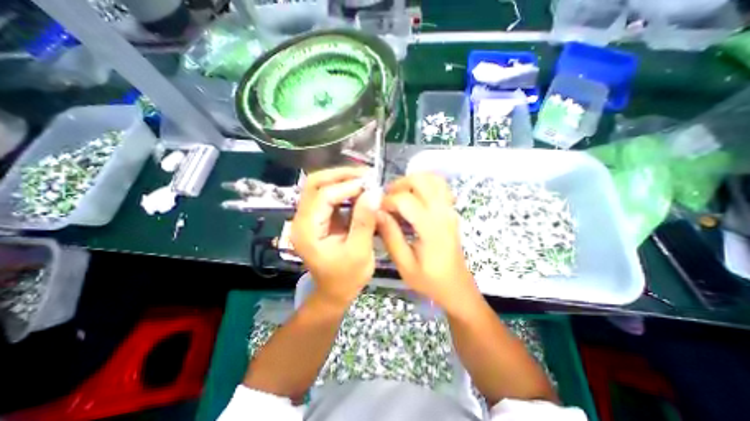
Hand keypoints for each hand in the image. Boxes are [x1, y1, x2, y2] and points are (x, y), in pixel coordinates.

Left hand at [289, 167, 377, 306]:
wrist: (335, 291)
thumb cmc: (347, 277)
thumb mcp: (359, 251)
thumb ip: (365, 221)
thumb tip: (374, 192)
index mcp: (307, 230)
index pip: (323, 196)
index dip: (347, 186)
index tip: (371, 184)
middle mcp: (302, 219)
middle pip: (315, 184)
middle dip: (341, 175)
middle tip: (366, 174)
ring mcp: (309, 217)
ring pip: (321, 186)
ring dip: (343, 180)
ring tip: (365, 180)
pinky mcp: (318, 218)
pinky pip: (328, 195)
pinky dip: (344, 190)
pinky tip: (360, 190)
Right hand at [379, 173, 477, 312]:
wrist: (457, 287)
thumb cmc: (429, 280)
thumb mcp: (404, 264)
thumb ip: (390, 236)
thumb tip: (376, 212)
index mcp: (431, 227)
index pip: (405, 199)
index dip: (387, 201)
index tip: (377, 210)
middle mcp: (443, 212)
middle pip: (421, 180)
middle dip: (399, 184)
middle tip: (387, 199)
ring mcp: (450, 209)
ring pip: (433, 178)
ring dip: (413, 181)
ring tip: (399, 195)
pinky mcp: (452, 211)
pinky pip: (440, 186)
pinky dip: (425, 184)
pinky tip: (415, 197)